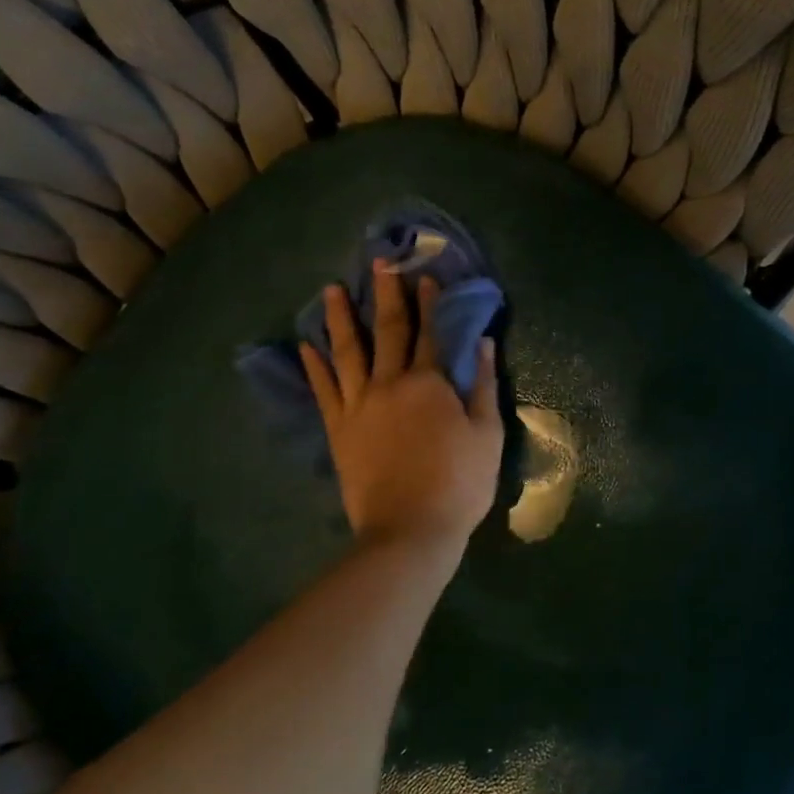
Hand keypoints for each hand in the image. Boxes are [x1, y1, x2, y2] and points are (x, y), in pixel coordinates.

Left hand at [301, 262, 503, 551]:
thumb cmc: (459, 483)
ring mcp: (358, 406)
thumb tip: (482, 343)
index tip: (424, 276)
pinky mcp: (339, 430)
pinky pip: (323, 391)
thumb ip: (484, 385)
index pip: (429, 332)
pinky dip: (314, 367)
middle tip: (378, 263)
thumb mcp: (487, 434)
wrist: (409, 530)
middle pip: (387, 331)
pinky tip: (306, 347)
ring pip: (346, 352)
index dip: (428, 303)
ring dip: (339, 319)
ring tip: (330, 290)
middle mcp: (389, 384)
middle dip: (385, 295)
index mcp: (429, 383)